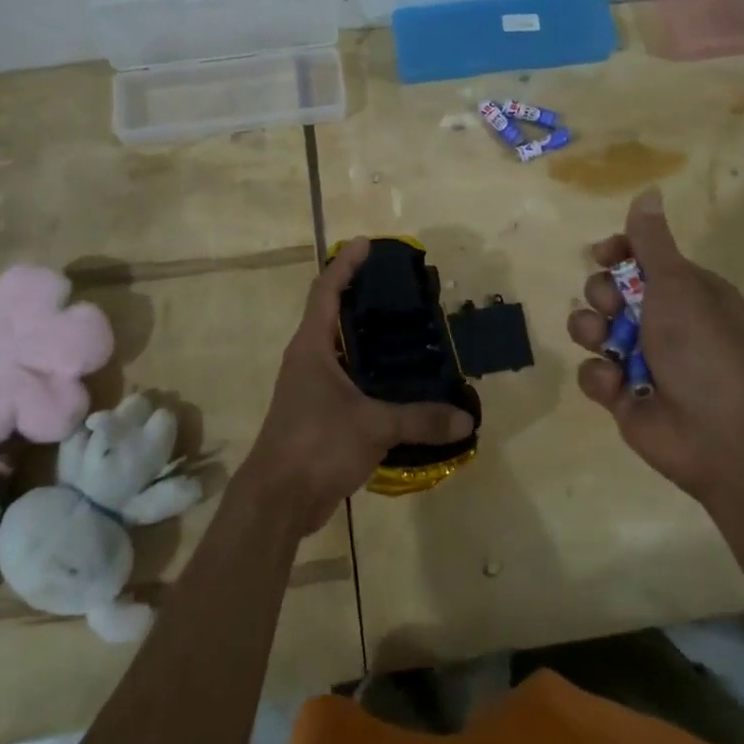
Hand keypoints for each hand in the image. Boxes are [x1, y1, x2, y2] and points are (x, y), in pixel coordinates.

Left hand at [240, 238, 474, 537]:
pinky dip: (371, 375)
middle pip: (334, 314)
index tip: (367, 243)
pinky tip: (400, 383)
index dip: (346, 264)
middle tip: (403, 290)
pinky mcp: (318, 413)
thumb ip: (421, 419)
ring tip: (409, 332)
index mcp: (312, 346)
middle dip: (364, 298)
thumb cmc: (316, 444)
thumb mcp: (374, 426)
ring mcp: (311, 387)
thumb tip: (466, 417)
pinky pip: (348, 381)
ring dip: (369, 339)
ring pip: (343, 350)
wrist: (277, 500)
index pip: (326, 290)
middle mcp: (308, 359)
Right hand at [566, 187, 743, 501]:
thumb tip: (649, 191)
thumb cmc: (702, 348)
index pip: (642, 259)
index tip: (602, 255)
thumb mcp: (678, 285)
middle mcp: (666, 322)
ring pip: (593, 329)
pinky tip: (616, 385)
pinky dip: (600, 375)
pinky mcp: (622, 393)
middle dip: (602, 295)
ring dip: (591, 331)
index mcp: (689, 293)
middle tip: (613, 307)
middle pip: (610, 291)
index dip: (617, 253)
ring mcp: (642, 359)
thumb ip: (652, 242)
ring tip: (604, 343)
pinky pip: (593, 371)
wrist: (716, 434)